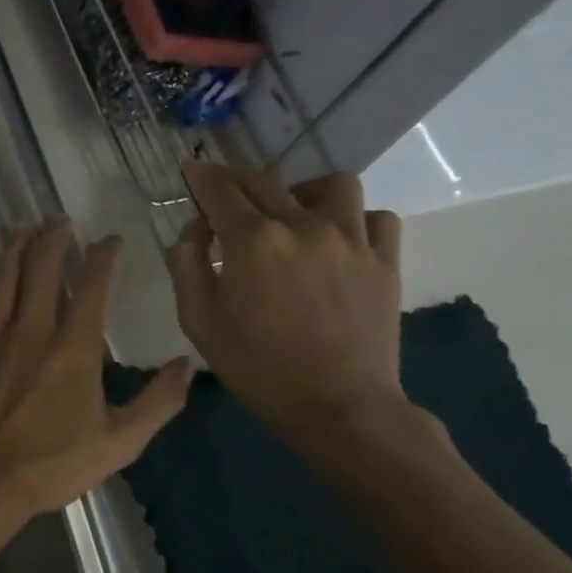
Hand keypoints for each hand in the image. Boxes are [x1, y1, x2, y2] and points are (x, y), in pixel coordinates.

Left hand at [0, 220, 192, 536]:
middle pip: (41, 268)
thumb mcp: (119, 444)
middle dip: (53, 238)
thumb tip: (188, 365)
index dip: (104, 256)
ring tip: (22, 227)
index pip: (92, 285)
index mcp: (73, 348)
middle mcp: (31, 330)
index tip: (111, 240)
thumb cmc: (51, 465)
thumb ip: (158, 403)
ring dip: (13, 248)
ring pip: (1, 278)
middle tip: (60, 219)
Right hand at [166, 161, 404, 445]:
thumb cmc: (257, 367)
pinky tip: (338, 238)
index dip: (201, 175)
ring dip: (304, 190)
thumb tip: (194, 229)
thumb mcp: (198, 321)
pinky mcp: (384, 260)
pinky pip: (376, 218)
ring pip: (331, 185)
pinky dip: (355, 219)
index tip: (191, 166)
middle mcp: (301, 225)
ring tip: (293, 212)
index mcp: (251, 240)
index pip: (220, 190)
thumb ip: (186, 266)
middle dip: (238, 180)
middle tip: (226, 192)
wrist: (336, 406)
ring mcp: (350, 239)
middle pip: (266, 181)